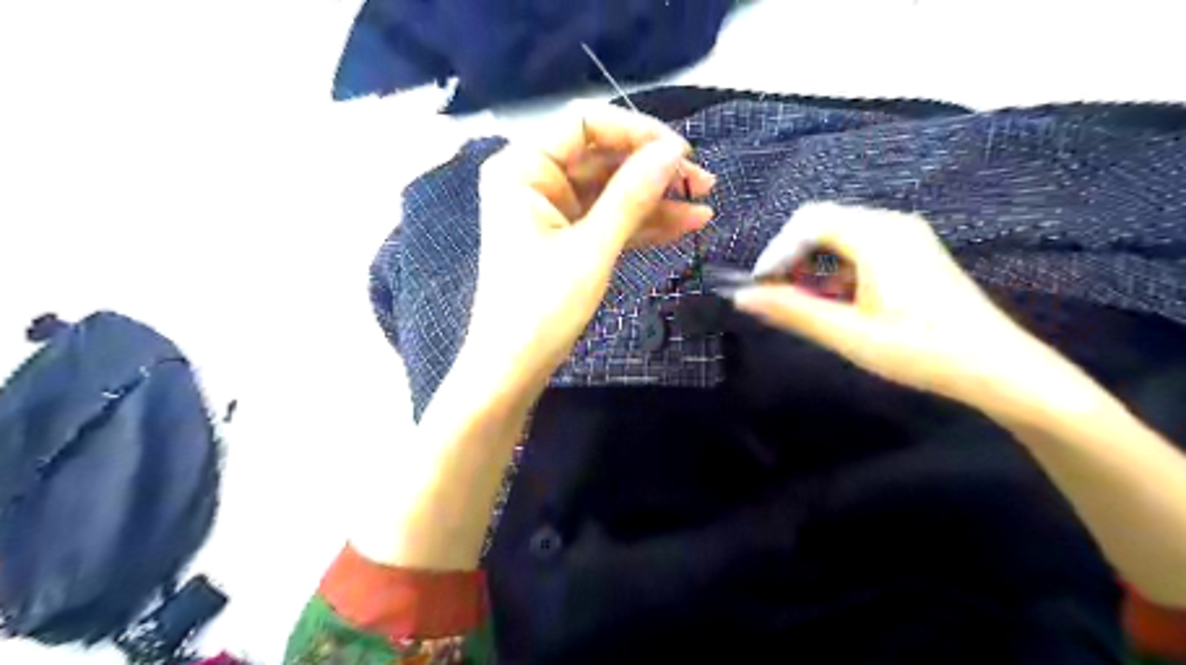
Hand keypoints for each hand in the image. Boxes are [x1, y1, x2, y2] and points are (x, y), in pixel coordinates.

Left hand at [463, 101, 712, 396]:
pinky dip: (643, 224)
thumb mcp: (592, 249)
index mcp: (523, 168)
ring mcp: (552, 211)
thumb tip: (673, 152)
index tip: (681, 153)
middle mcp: (534, 180)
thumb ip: (632, 196)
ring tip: (705, 207)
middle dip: (653, 170)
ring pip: (611, 192)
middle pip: (603, 158)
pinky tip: (685, 225)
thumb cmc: (541, 308)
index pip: (584, 124)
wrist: (513, 369)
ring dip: (657, 200)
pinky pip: (609, 220)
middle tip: (703, 184)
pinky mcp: (567, 239)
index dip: (636, 132)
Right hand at [733, 200, 1054, 403]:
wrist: (998, 368)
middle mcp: (891, 224)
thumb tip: (742, 296)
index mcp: (877, 236)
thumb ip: (793, 311)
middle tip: (777, 294)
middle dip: (791, 255)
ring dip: (812, 262)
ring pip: (838, 234)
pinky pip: (859, 246)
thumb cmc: (921, 351)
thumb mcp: (849, 334)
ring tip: (803, 301)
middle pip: (821, 221)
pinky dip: (835, 267)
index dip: (776, 252)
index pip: (807, 222)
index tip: (760, 289)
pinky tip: (836, 300)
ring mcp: (905, 236)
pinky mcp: (912, 252)